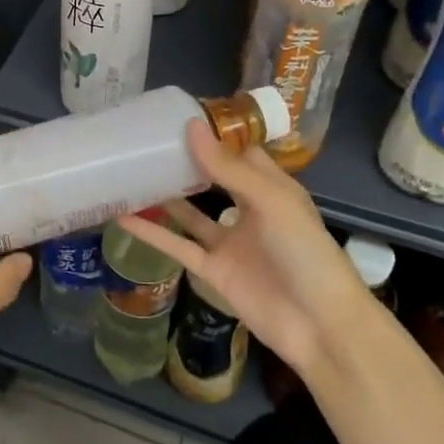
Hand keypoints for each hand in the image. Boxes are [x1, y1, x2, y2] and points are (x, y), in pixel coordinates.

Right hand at [118, 120, 361, 376]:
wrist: (320, 328)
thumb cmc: (305, 253)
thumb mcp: (271, 202)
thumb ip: (228, 168)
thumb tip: (191, 126)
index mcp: (271, 188)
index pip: (239, 152)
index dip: (213, 134)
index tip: (177, 115)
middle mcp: (249, 211)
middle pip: (212, 180)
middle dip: (184, 161)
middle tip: (146, 140)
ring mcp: (230, 243)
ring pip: (190, 212)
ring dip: (164, 195)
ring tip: (130, 173)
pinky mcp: (214, 271)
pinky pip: (178, 246)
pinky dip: (152, 233)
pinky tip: (123, 217)